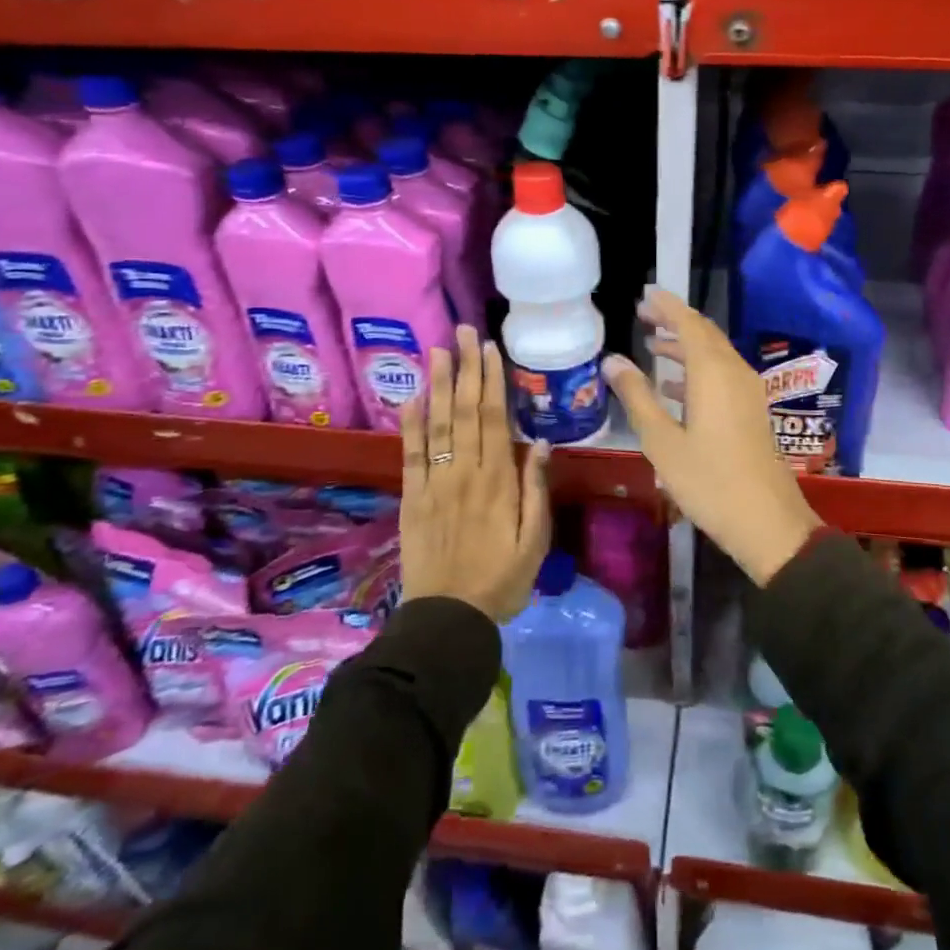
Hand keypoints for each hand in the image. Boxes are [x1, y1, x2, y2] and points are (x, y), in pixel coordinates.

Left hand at [399, 325, 552, 621]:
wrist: (449, 618)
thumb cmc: (502, 580)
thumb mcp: (536, 541)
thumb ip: (536, 490)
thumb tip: (540, 443)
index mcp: (499, 481)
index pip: (494, 419)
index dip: (491, 381)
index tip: (490, 349)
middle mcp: (465, 473)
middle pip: (465, 411)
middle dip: (465, 368)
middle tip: (464, 331)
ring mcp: (435, 483)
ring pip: (436, 424)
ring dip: (437, 384)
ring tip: (437, 349)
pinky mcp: (413, 498)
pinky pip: (411, 455)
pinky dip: (410, 424)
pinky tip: (410, 397)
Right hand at [602, 290, 821, 584]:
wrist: (768, 523)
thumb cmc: (709, 482)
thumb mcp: (662, 442)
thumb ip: (637, 397)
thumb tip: (613, 360)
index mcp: (713, 373)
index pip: (688, 323)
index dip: (666, 305)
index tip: (644, 293)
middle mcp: (735, 373)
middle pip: (704, 334)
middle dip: (674, 321)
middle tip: (642, 315)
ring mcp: (748, 392)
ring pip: (714, 354)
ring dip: (684, 346)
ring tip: (652, 345)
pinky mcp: (752, 411)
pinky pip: (722, 375)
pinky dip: (697, 370)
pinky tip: (675, 386)